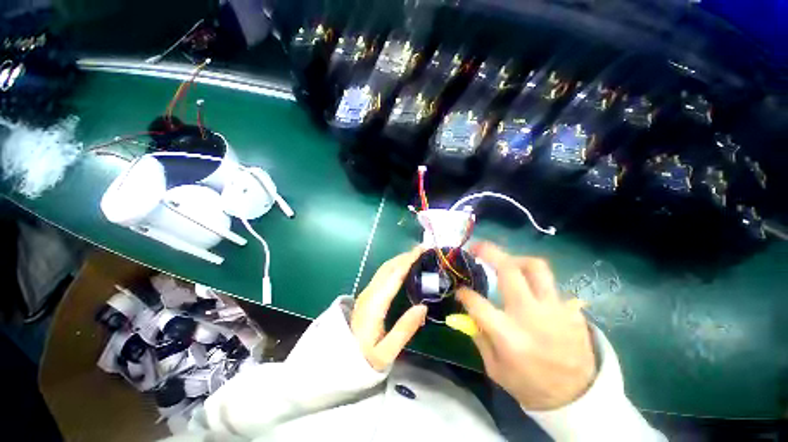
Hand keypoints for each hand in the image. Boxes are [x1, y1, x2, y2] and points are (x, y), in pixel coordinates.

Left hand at [351, 247, 427, 370]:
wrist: (339, 360)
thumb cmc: (364, 358)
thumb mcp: (386, 352)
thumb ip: (405, 329)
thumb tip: (423, 307)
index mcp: (375, 304)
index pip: (394, 275)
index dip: (408, 261)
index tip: (421, 251)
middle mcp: (369, 293)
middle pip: (388, 268)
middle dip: (405, 256)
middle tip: (422, 250)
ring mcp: (366, 292)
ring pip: (384, 269)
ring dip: (399, 259)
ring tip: (415, 255)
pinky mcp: (367, 295)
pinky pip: (382, 274)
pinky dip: (394, 266)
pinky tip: (402, 268)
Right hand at [456, 242, 595, 409]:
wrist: (578, 398)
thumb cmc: (529, 385)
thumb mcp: (494, 368)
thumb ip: (478, 335)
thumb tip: (466, 312)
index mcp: (508, 335)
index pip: (477, 303)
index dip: (464, 293)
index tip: (460, 289)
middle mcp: (530, 315)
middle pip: (509, 270)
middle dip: (489, 252)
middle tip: (477, 248)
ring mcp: (555, 309)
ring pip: (535, 267)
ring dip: (516, 259)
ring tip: (506, 262)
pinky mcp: (571, 309)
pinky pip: (551, 285)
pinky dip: (535, 282)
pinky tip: (530, 290)